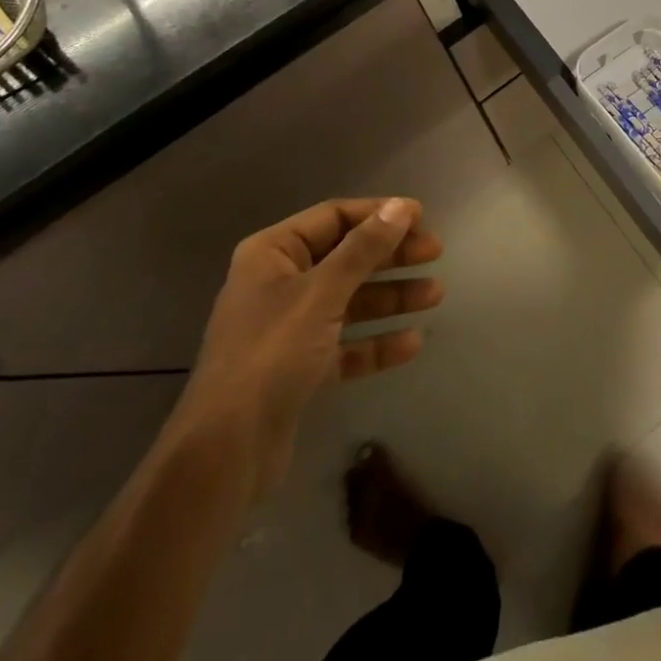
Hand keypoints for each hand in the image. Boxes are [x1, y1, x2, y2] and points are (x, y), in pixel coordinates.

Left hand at [173, 197, 443, 493]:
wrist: (225, 452)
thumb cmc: (271, 354)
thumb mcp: (322, 293)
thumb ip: (364, 249)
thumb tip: (401, 207)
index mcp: (273, 253)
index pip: (334, 217)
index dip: (378, 213)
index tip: (421, 217)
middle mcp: (279, 283)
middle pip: (346, 257)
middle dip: (391, 256)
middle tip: (435, 253)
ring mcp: (289, 328)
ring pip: (350, 300)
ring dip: (391, 297)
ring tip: (435, 295)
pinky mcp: (299, 369)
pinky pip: (346, 344)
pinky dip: (376, 342)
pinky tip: (411, 343)